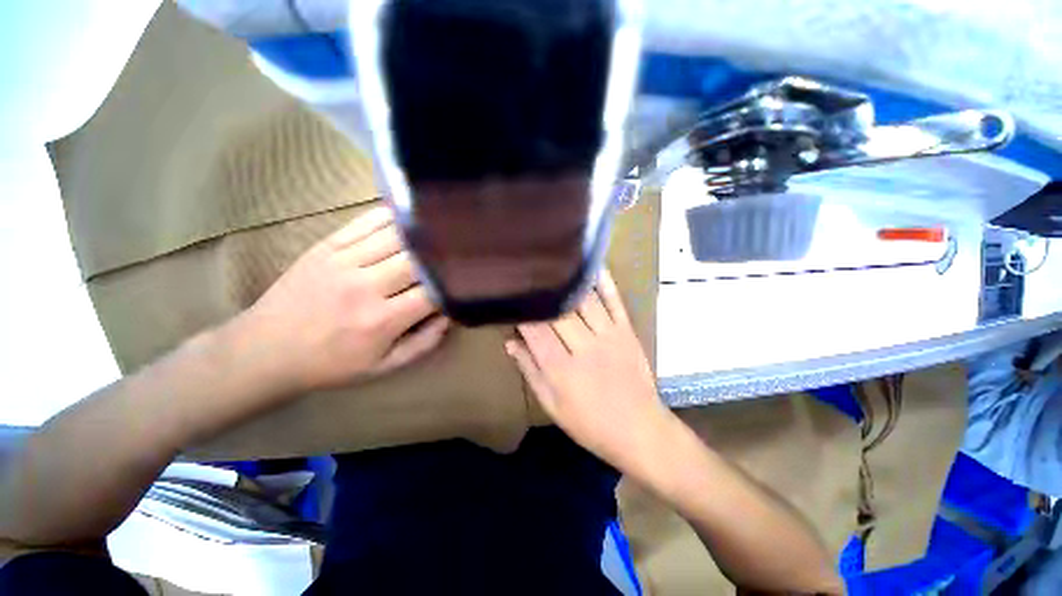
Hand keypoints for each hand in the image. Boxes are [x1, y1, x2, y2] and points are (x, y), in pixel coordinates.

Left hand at [237, 207, 448, 391]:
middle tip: (458, 250)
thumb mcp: (383, 367)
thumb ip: (424, 343)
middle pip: (417, 260)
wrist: (264, 351)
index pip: (432, 292)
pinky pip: (366, 222)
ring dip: (423, 233)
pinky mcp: (327, 246)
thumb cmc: (331, 364)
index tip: (465, 278)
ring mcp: (344, 261)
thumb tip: (450, 314)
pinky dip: (391, 216)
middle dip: (441, 255)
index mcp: (381, 320)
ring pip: (396, 236)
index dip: (453, 283)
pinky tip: (409, 215)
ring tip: (441, 229)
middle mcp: (366, 286)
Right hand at [506, 270, 671, 476]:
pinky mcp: (626, 331)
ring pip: (583, 302)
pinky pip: (614, 301)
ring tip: (552, 268)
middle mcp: (583, 347)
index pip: (535, 332)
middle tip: (528, 280)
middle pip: (557, 314)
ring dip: (566, 284)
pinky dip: (604, 282)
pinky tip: (593, 266)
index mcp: (561, 369)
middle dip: (540, 296)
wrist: (640, 430)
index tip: (512, 299)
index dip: (521, 314)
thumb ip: (531, 371)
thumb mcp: (552, 405)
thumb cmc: (590, 424)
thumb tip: (510, 343)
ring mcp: (608, 336)